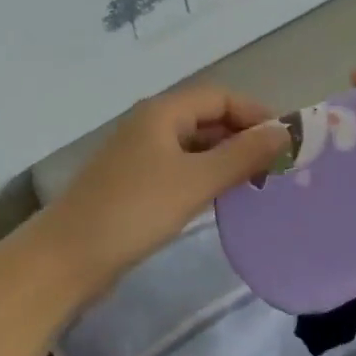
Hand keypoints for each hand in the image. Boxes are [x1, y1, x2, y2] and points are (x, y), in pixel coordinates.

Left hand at [38, 85, 288, 295]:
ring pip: (196, 145)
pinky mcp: (136, 183)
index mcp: (163, 112)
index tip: (288, 140)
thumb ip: (242, 155)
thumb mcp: (195, 180)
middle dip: (244, 136)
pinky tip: (225, 196)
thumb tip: (286, 132)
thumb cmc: (134, 211)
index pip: (220, 97)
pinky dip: (207, 175)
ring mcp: (141, 155)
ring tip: (260, 182)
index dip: (256, 112)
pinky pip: (182, 168)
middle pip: (208, 118)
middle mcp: (152, 125)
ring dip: (227, 157)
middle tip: (280, 164)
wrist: (67, 257)